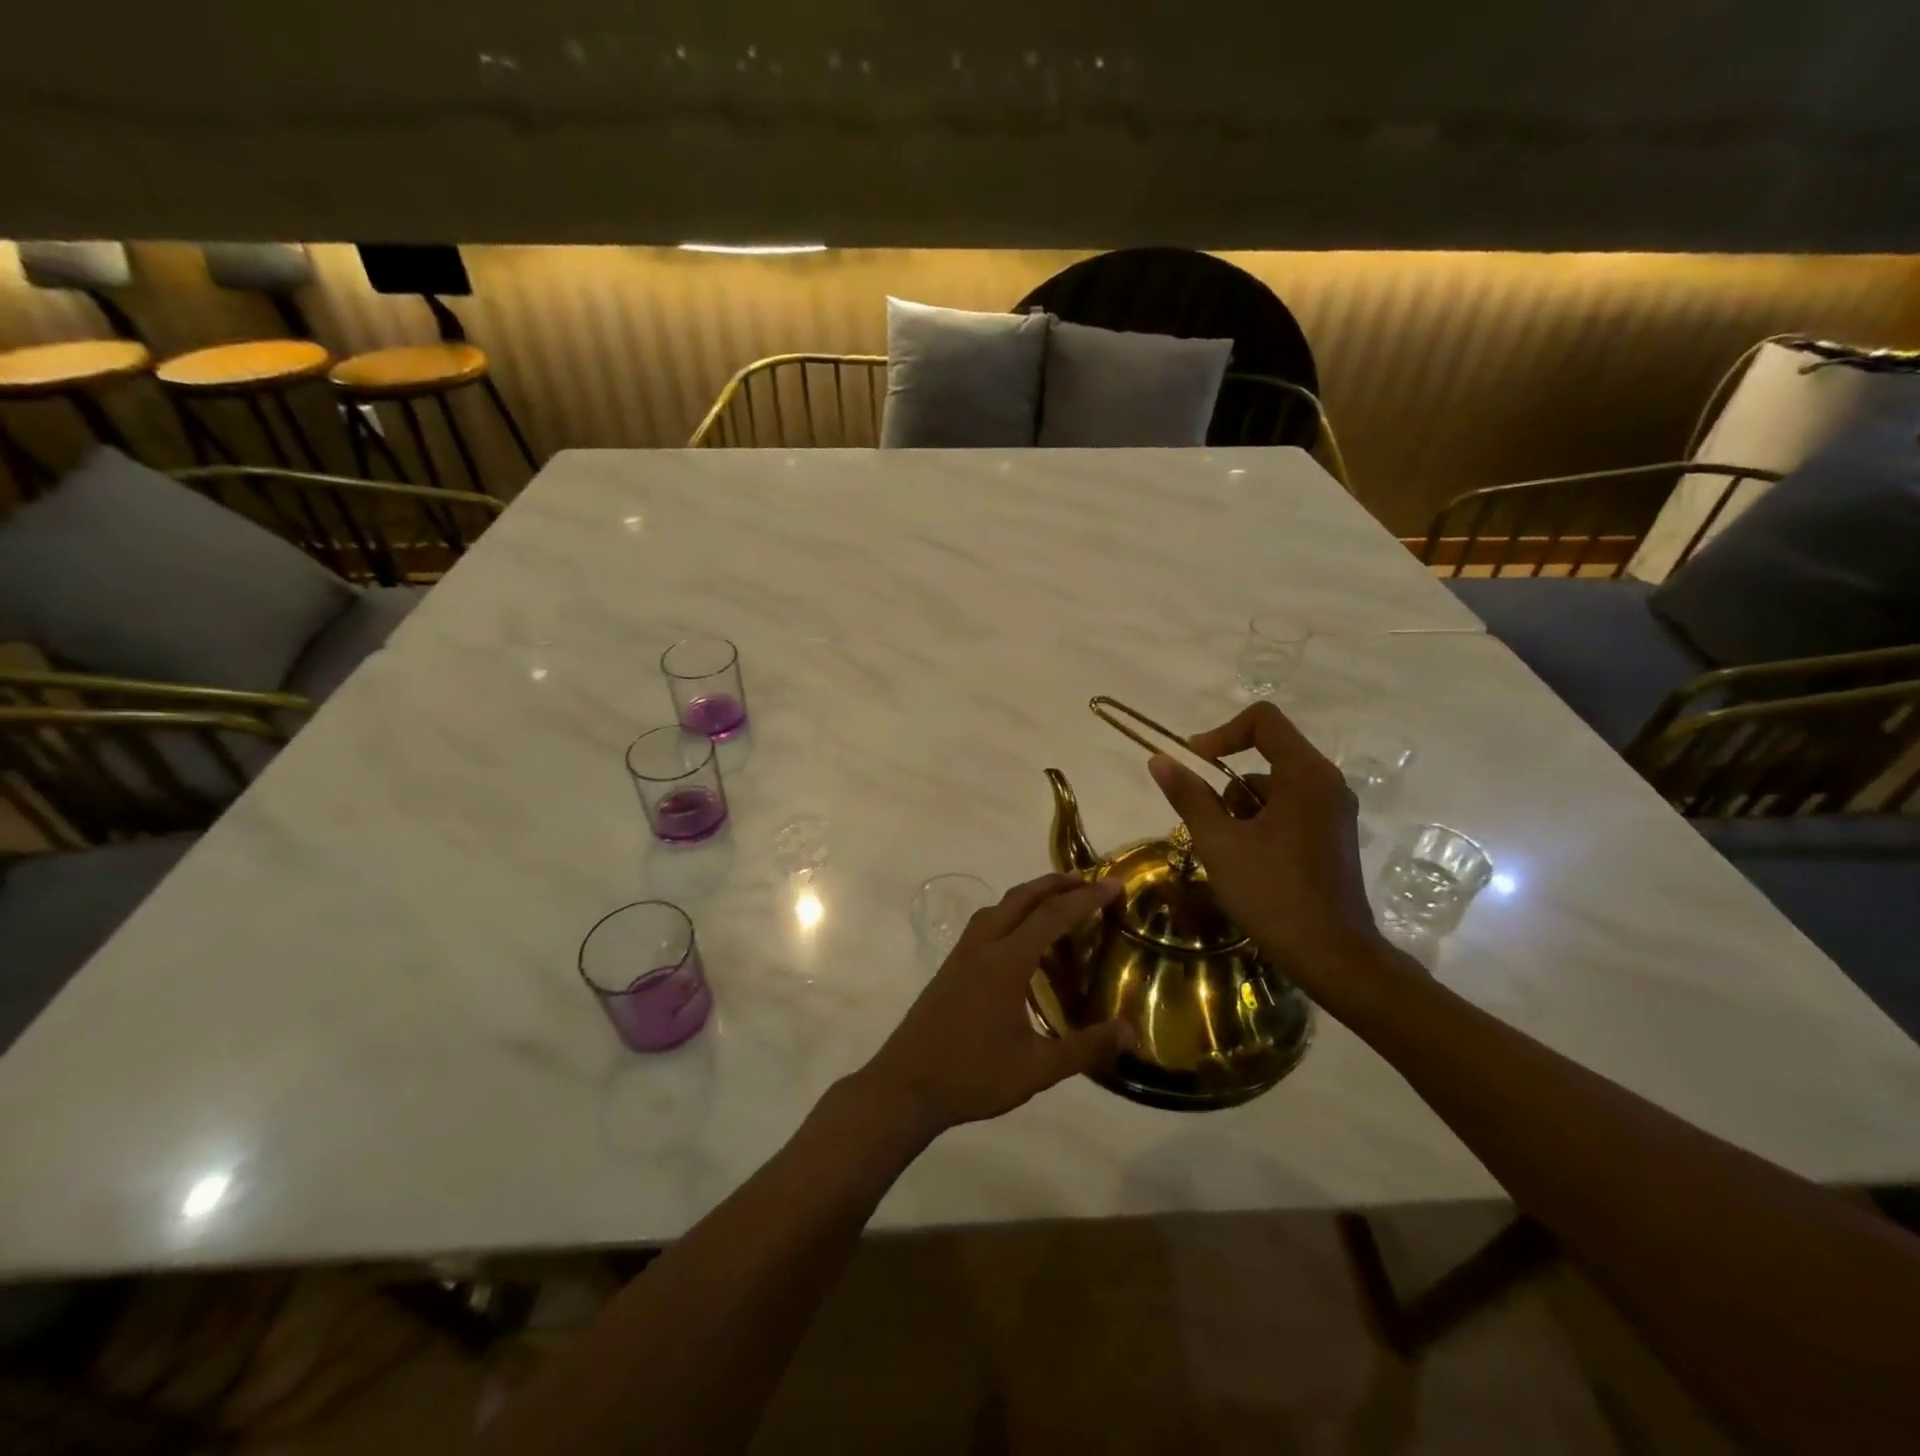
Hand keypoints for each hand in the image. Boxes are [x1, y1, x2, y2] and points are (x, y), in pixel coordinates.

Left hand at [856, 873, 1133, 1136]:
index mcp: (1005, 962)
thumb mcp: (1036, 1070)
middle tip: (1089, 882)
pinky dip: (1011, 915)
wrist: (905, 1086)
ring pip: (999, 907)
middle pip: (1021, 898)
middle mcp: (983, 946)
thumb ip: (1085, 1048)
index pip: (1052, 916)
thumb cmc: (972, 1076)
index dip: (1085, 898)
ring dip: (1030, 896)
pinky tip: (1022, 941)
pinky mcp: (951, 967)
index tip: (1113, 884)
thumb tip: (1130, 1031)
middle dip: (1056, 884)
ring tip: (1059, 902)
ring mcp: (962, 954)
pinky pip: (986, 924)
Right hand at [1148, 702, 1386, 1002]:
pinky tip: (1246, 861)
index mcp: (1306, 775)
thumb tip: (1160, 760)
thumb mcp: (1219, 843)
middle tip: (1206, 821)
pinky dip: (1260, 822)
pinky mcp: (1332, 835)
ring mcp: (1333, 811)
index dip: (1221, 733)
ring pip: (1274, 786)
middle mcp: (1327, 783)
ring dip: (1240, 807)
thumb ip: (1189, 796)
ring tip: (1225, 850)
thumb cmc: (1273, 893)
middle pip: (1267, 754)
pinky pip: (1289, 808)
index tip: (1194, 762)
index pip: (1263, 721)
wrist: (1332, 955)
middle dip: (1226, 782)